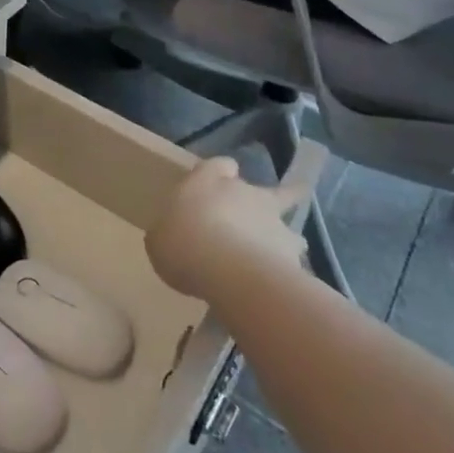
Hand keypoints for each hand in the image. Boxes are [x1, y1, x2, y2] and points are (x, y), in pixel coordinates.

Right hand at [146, 156, 308, 300]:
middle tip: (256, 218)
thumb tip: (170, 239)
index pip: (220, 164)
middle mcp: (245, 193)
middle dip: (264, 201)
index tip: (222, 180)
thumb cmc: (184, 244)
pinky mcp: (294, 255)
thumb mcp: (159, 240)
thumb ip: (168, 234)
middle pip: (264, 190)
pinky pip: (294, 261)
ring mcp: (274, 222)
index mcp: (207, 180)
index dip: (222, 172)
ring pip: (288, 226)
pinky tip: (281, 288)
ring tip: (277, 255)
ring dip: (283, 236)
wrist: (230, 272)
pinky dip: (290, 270)